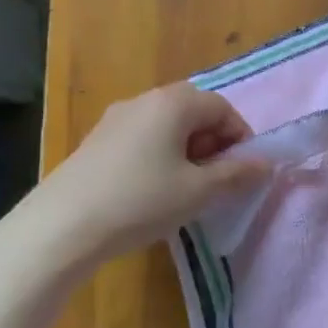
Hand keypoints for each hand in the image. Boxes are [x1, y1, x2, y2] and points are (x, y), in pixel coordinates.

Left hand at [22, 82, 271, 267]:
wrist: (61, 227)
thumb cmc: (142, 201)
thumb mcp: (199, 192)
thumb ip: (237, 174)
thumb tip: (266, 164)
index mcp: (173, 103)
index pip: (222, 107)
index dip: (240, 137)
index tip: (244, 171)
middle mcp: (144, 100)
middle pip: (194, 112)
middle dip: (214, 143)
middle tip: (218, 179)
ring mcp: (115, 120)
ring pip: (167, 127)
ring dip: (188, 151)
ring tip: (188, 189)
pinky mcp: (96, 142)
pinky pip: (143, 140)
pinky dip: (161, 157)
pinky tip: (155, 192)